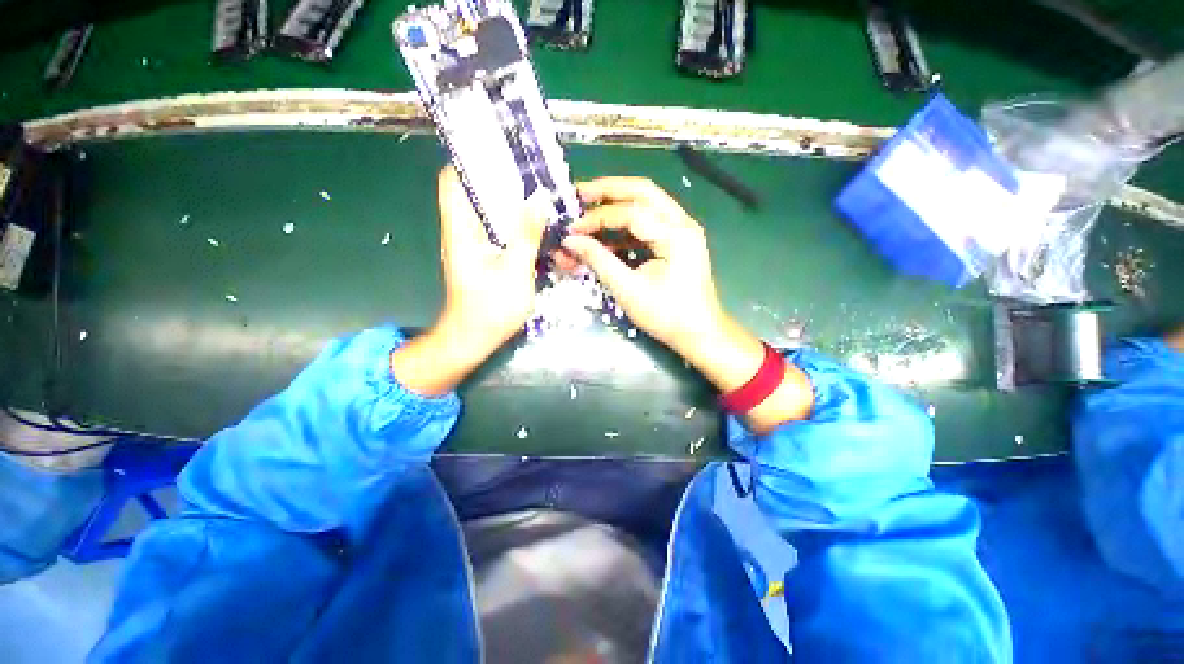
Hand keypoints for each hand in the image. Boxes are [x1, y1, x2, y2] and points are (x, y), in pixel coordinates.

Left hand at [392, 166, 544, 395]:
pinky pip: (497, 231)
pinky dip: (513, 224)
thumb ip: (526, 234)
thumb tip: (539, 199)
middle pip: (474, 193)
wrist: (473, 339)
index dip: (470, 160)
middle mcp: (463, 232)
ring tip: (538, 194)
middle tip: (531, 173)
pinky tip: (535, 225)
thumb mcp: (515, 271)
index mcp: (461, 230)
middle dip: (499, 180)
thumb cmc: (490, 308)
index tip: (498, 151)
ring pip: (488, 212)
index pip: (453, 181)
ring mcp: (473, 246)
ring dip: (509, 202)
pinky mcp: (484, 258)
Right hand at [562, 177, 812, 431]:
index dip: (596, 219)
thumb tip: (571, 241)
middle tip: (579, 193)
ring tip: (588, 208)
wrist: (699, 334)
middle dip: (608, 190)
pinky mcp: (676, 242)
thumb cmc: (666, 316)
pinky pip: (648, 224)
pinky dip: (626, 227)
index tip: (572, 231)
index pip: (630, 213)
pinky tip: (605, 236)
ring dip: (617, 204)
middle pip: (642, 191)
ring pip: (646, 203)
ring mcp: (681, 231)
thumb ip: (599, 261)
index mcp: (676, 234)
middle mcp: (682, 223)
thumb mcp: (628, 290)